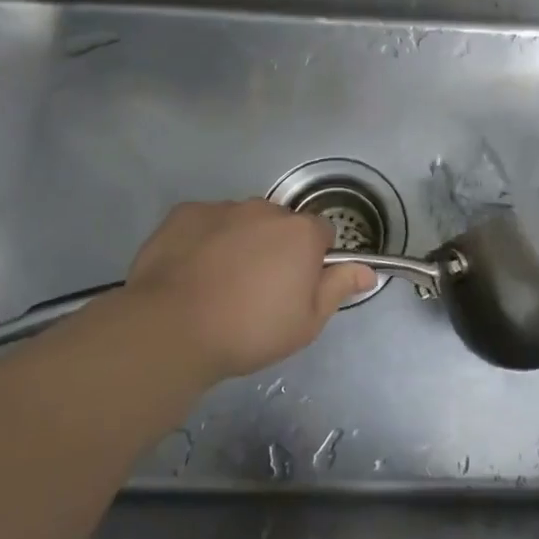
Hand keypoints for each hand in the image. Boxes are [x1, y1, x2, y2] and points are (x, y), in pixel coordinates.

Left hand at [120, 200, 375, 380]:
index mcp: (301, 233)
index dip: (314, 258)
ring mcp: (223, 208)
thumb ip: (338, 288)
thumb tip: (367, 271)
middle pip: (281, 223)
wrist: (171, 329)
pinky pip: (205, 221)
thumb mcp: (306, 323)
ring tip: (219, 282)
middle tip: (258, 287)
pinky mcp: (185, 213)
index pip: (322, 232)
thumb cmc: (249, 330)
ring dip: (240, 240)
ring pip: (242, 220)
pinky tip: (190, 270)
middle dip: (276, 246)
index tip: (298, 285)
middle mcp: (266, 210)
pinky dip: (204, 238)